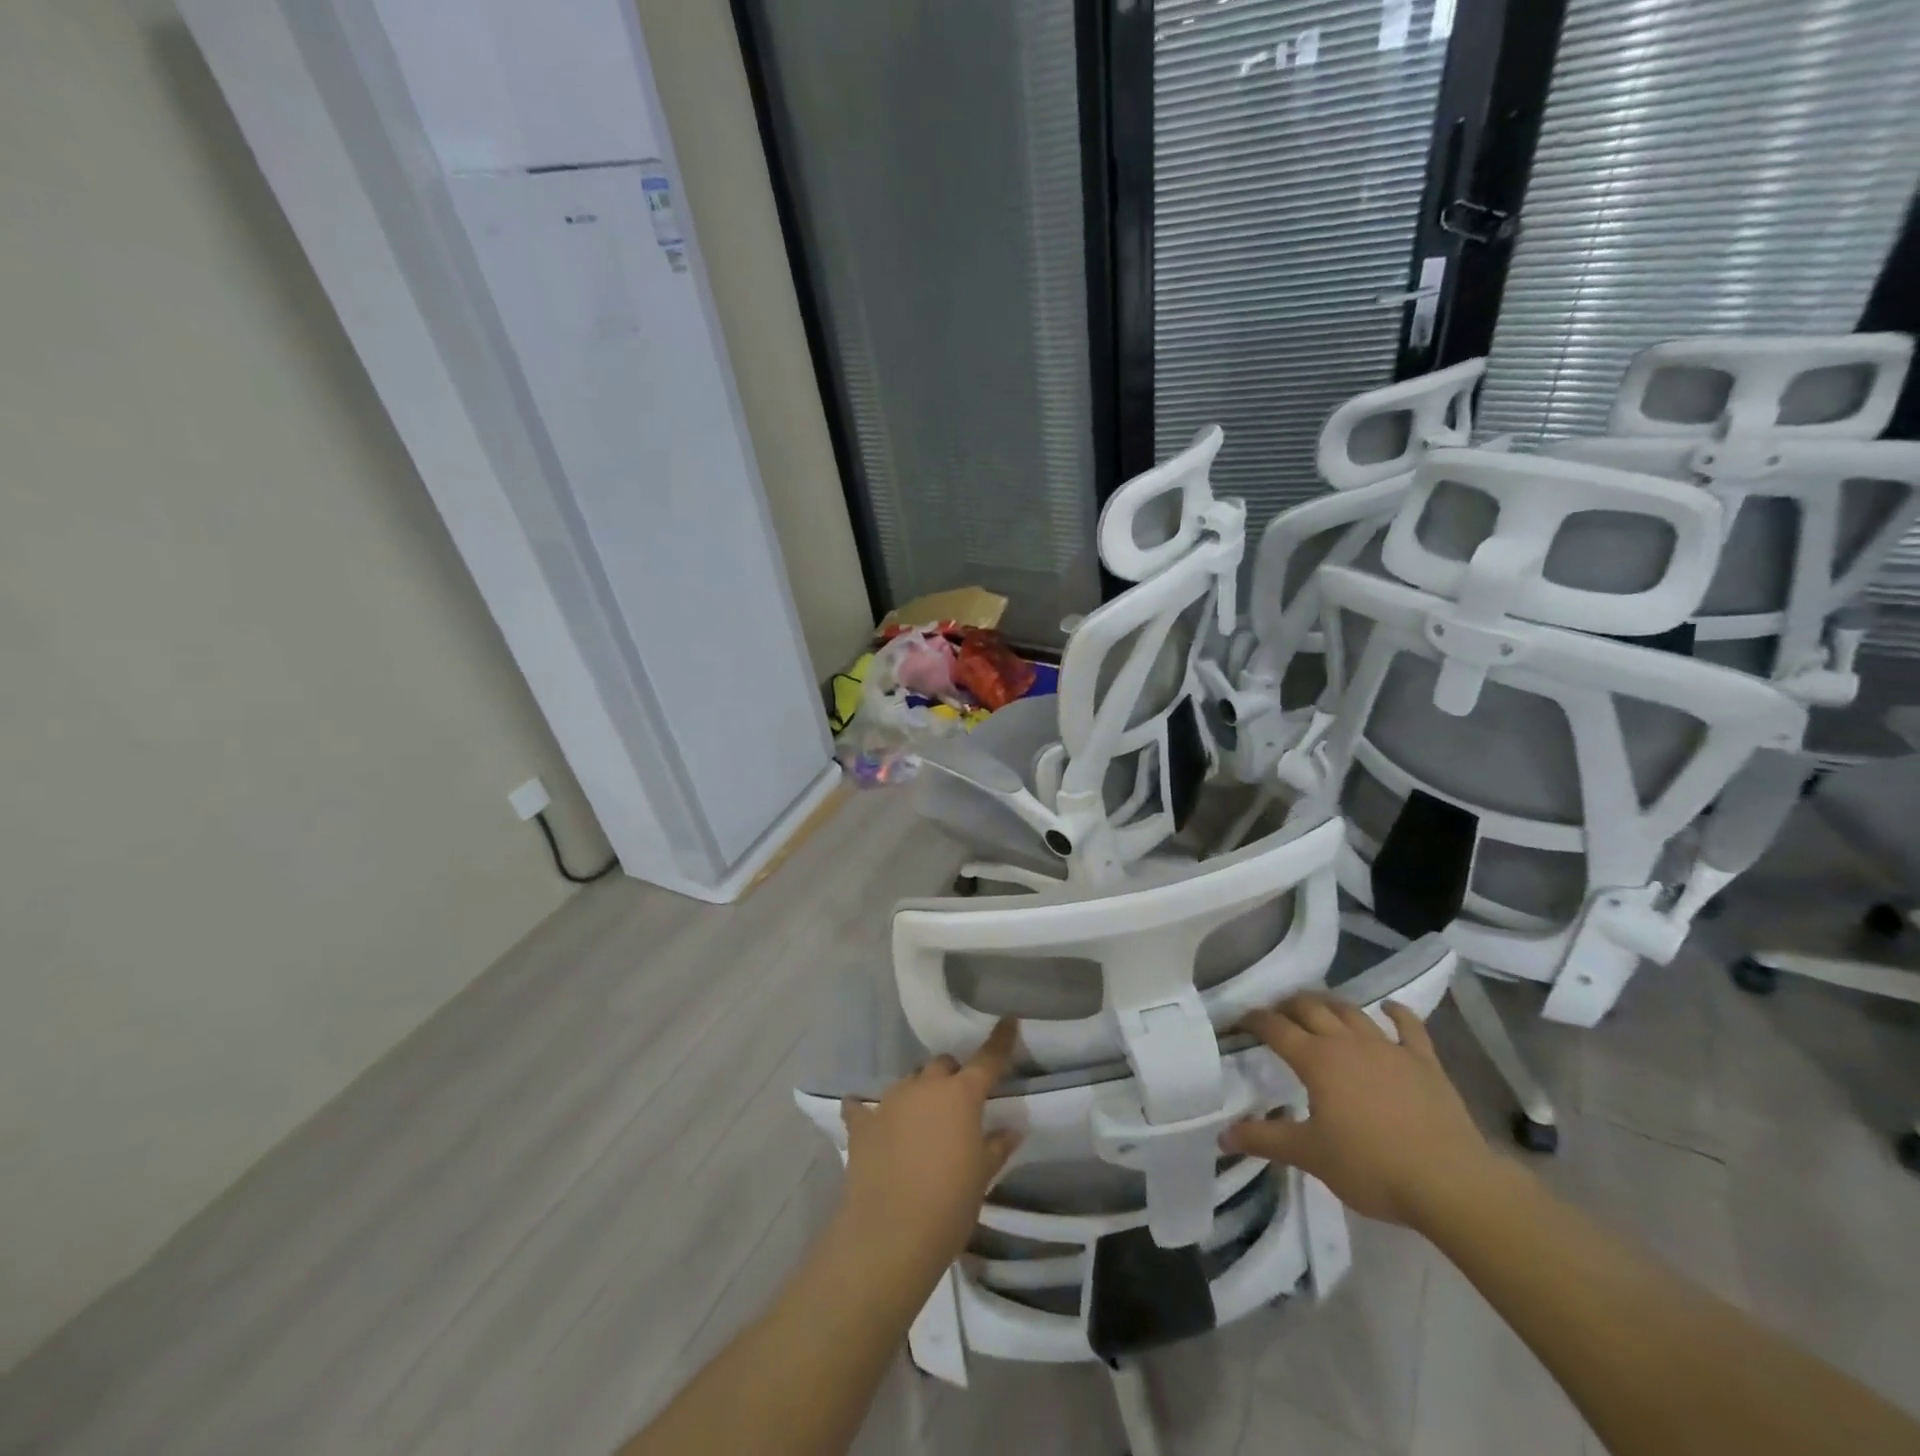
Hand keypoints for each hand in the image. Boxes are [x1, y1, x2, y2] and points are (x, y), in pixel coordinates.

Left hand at [836, 1018, 1021, 1274]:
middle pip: (942, 1065)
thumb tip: (1012, 1129)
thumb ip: (997, 1146)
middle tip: (958, 1104)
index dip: (1000, 1040)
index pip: (986, 1060)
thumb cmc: (949, 1203)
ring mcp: (889, 1102)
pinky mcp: (861, 1124)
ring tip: (920, 1122)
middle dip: (952, 1077)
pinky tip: (866, 1118)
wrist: (890, 1234)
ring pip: (908, 1082)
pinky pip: (863, 1107)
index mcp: (960, 1095)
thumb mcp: (982, 1176)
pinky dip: (868, 1111)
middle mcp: (924, 1087)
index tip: (1008, 1020)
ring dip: (918, 1094)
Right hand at [1222, 993, 1498, 1229]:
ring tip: (1318, 1007)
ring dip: (1330, 1004)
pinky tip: (1388, 1008)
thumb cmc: (1372, 1167)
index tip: (1240, 1020)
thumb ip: (1265, 1140)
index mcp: (1316, 1060)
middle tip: (1277, 1011)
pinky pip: (1408, 1026)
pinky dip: (1396, 1012)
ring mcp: (1388, 1048)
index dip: (1254, 1020)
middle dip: (1289, 1005)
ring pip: (1352, 1012)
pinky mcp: (1424, 1061)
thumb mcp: (1310, 1156)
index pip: (1275, 1028)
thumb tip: (1223, 1136)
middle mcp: (1347, 1043)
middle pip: (1311, 1008)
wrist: (1450, 1183)